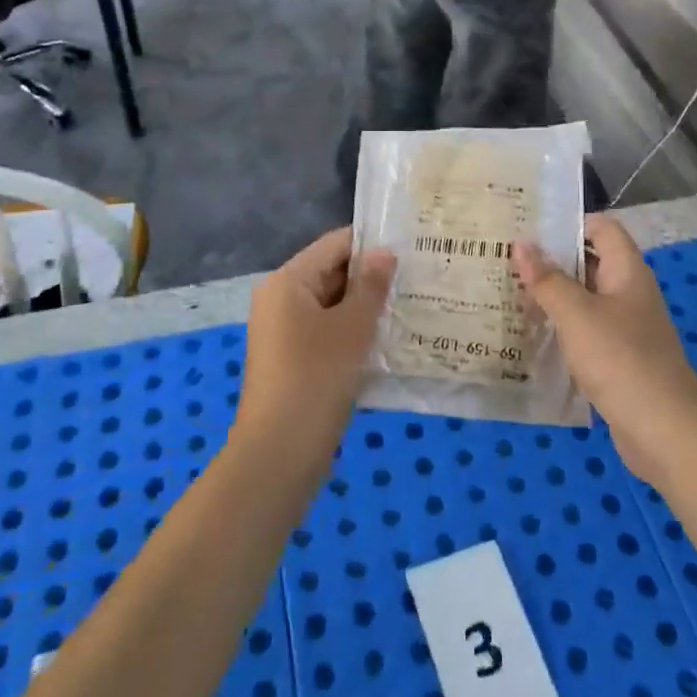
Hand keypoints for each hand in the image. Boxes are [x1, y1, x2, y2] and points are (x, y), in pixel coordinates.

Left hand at [238, 228, 395, 465]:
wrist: (279, 452)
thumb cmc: (317, 378)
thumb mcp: (353, 327)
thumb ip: (371, 285)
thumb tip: (384, 252)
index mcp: (288, 280)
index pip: (335, 244)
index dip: (372, 244)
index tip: (411, 250)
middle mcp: (279, 299)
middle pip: (331, 273)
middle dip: (371, 279)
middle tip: (417, 282)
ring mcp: (282, 331)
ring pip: (331, 306)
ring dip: (365, 309)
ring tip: (409, 309)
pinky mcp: (291, 359)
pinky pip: (325, 332)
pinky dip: (352, 333)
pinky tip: (385, 343)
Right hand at [514, 216, 696, 480]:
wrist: (664, 430)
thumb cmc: (620, 359)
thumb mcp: (576, 314)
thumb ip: (547, 279)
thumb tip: (521, 244)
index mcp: (628, 271)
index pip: (602, 228)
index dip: (569, 223)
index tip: (529, 228)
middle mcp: (630, 293)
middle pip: (590, 262)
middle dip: (552, 260)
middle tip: (507, 260)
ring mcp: (627, 327)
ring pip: (585, 299)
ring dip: (553, 296)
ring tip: (510, 294)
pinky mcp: (620, 358)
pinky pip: (587, 331)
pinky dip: (562, 327)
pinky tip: (532, 334)